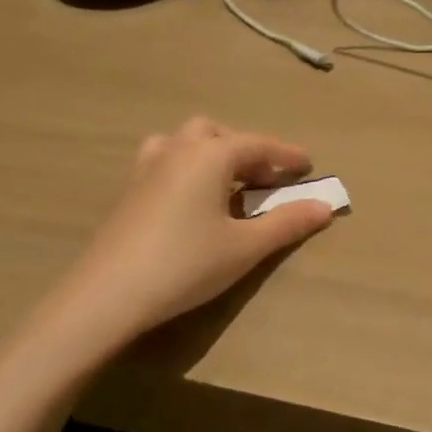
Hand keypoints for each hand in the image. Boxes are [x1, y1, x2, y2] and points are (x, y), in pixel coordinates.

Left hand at [18, 118, 335, 377]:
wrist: (106, 296)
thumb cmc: (185, 265)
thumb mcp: (244, 248)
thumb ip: (287, 223)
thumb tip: (325, 207)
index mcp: (210, 155)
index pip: (258, 144)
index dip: (286, 155)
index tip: (309, 166)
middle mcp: (178, 150)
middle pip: (218, 134)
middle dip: (246, 150)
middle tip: (265, 180)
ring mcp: (146, 168)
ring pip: (184, 142)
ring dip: (211, 152)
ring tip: (225, 182)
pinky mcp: (128, 191)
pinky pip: (164, 160)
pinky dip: (186, 167)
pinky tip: (188, 199)